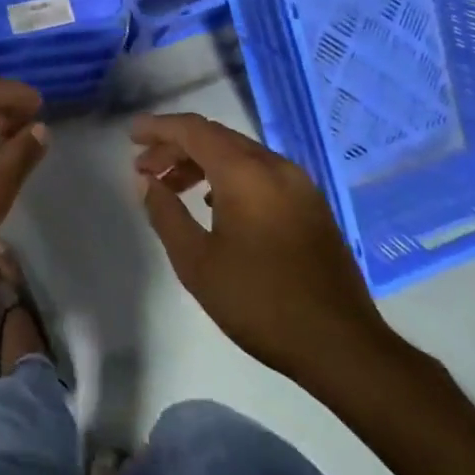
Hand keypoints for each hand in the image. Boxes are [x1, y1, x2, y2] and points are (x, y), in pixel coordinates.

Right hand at [132, 113, 395, 387]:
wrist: (343, 346)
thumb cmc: (260, 302)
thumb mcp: (197, 262)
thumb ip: (165, 214)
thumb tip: (147, 183)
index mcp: (245, 172)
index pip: (193, 130)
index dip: (157, 127)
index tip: (131, 137)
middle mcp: (274, 166)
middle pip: (215, 137)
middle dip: (175, 146)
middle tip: (145, 167)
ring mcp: (298, 184)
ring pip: (239, 153)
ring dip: (201, 161)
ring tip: (172, 187)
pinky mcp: (311, 205)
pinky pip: (259, 171)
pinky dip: (228, 175)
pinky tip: (214, 202)